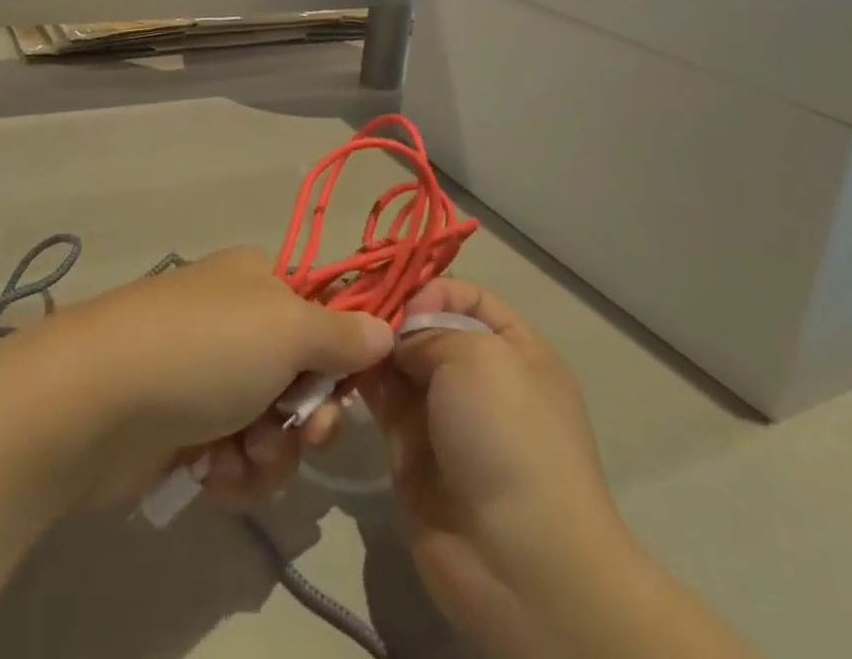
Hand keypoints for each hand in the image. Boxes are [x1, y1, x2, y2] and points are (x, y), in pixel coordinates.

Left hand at [2, 249, 393, 511]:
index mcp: (260, 282)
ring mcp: (209, 378)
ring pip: (275, 430)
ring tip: (238, 456)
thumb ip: (341, 333)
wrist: (96, 401)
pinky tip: (208, 474)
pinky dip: (232, 473)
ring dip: (268, 455)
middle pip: (305, 379)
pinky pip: (237, 460)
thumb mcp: (284, 327)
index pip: (326, 314)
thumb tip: (385, 326)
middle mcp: (237, 323)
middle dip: (307, 419)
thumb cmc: (203, 349)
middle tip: (299, 434)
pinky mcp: (186, 430)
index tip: (352, 388)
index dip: (346, 355)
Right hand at [361, 280, 632, 657]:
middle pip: (425, 327)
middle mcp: (479, 377)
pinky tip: (333, 366)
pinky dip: (358, 381)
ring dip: (368, 347)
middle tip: (345, 306)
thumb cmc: (508, 436)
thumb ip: (427, 331)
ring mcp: (444, 415)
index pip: (467, 296)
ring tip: (333, 333)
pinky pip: (379, 401)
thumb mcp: (477, 356)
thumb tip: (396, 338)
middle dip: (389, 315)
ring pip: (397, 362)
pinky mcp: (410, 449)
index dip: (431, 289)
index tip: (399, 301)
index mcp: (514, 349)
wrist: (518, 562)